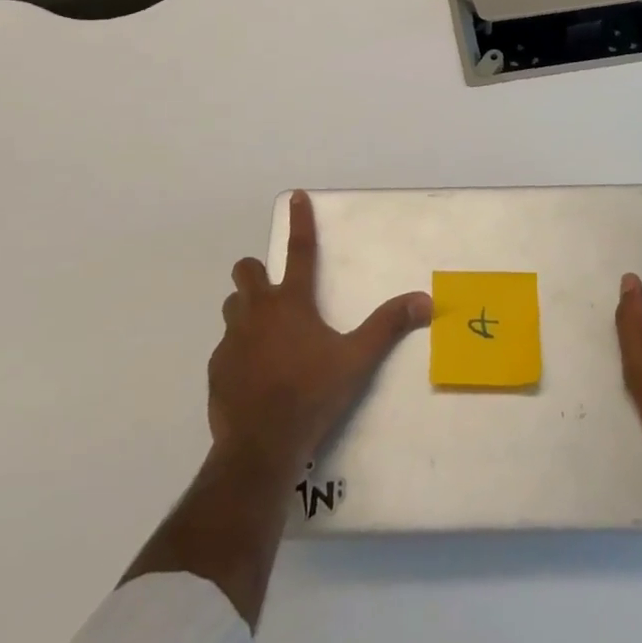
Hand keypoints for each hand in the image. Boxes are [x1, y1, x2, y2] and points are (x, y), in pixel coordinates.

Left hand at [209, 191, 432, 478]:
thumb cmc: (311, 395)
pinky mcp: (217, 368)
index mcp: (292, 302)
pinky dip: (238, 350)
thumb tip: (425, 299)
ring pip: (233, 306)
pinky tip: (252, 374)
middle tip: (274, 290)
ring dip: (245, 309)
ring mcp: (232, 339)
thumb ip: (388, 326)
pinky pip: (225, 347)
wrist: (260, 447)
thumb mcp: (357, 360)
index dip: (299, 220)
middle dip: (256, 271)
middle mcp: (258, 311)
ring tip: (264, 332)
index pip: (299, 249)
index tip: (295, 195)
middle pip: (247, 270)